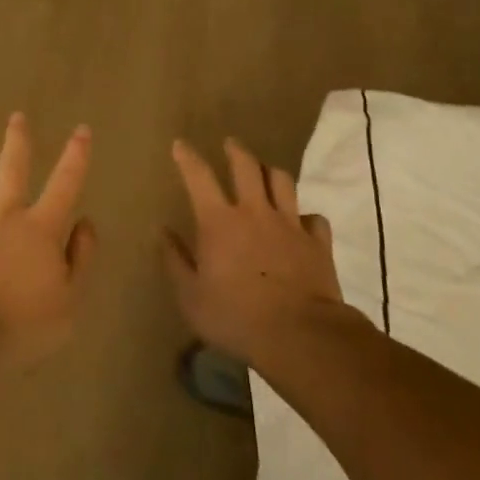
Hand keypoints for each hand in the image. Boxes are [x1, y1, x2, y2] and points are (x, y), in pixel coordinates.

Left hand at [0, 114, 96, 363]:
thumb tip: (85, 222)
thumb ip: (81, 258)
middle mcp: (5, 215)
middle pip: (11, 167)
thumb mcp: (70, 301)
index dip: (76, 155)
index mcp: (40, 228)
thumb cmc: (25, 327)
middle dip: (17, 140)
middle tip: (16, 117)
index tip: (81, 130)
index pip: (65, 182)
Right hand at [162, 137, 344, 367]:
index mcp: (219, 221)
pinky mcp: (317, 242)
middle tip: (230, 144)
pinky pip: (313, 218)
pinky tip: (302, 222)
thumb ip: (175, 260)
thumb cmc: (236, 317)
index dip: (187, 157)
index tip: (180, 144)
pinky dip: (306, 216)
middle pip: (246, 166)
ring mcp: (289, 224)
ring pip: (282, 181)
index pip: (198, 177)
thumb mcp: (191, 297)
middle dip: (236, 151)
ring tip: (266, 172)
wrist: (300, 335)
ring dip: (271, 173)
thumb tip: (162, 231)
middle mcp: (254, 212)